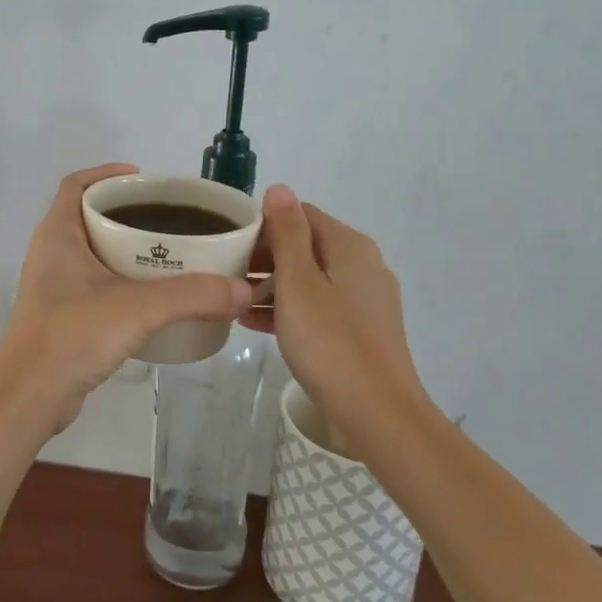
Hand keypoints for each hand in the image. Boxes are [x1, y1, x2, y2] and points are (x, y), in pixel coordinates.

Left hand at [0, 164, 252, 438]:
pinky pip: (95, 285)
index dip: (107, 174)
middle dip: (127, 213)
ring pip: (93, 253)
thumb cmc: (72, 335)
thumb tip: (243, 290)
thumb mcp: (138, 308)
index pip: (76, 185)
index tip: (144, 179)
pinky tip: (152, 298)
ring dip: (125, 250)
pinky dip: (121, 282)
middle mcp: (51, 254)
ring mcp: (54, 287)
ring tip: (168, 255)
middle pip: (89, 217)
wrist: (28, 397)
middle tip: (169, 219)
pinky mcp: (61, 317)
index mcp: (58, 234)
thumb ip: (192, 295)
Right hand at [243, 185, 436, 442]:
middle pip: (305, 245)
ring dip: (272, 284)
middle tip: (224, 274)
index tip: (228, 244)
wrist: (377, 413)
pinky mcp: (361, 329)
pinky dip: (289, 308)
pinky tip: (256, 324)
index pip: (300, 214)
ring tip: (233, 300)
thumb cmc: (330, 342)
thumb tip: (280, 188)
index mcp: (349, 246)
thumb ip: (287, 233)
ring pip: (310, 278)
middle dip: (264, 256)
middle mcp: (362, 265)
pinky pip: (318, 306)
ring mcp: (364, 299)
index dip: (262, 224)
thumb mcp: (298, 283)